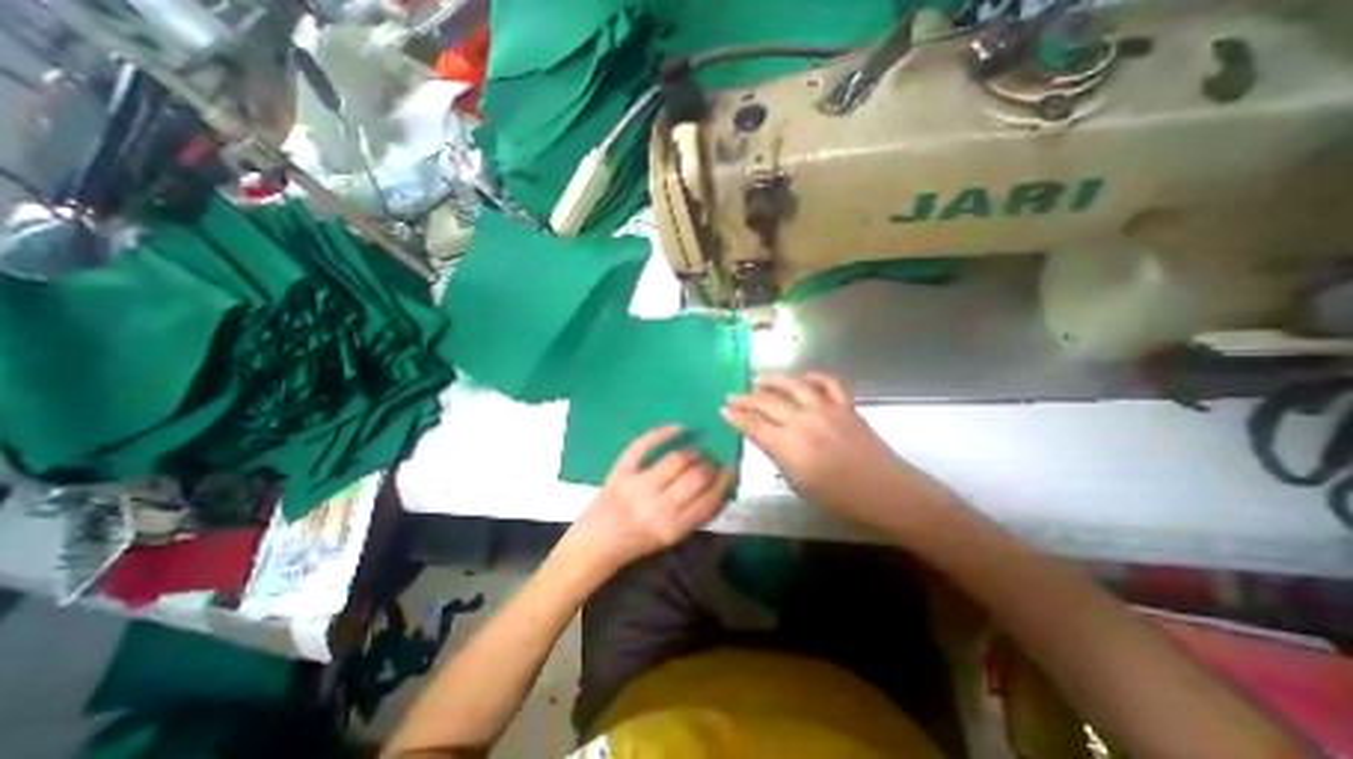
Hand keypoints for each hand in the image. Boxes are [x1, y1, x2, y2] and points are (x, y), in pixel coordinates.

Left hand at [570, 426, 738, 573]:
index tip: (729, 471)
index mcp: (673, 528)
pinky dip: (662, 433)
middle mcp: (658, 507)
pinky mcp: (621, 472)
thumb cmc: (635, 545)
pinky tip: (678, 428)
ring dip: (693, 452)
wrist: (595, 545)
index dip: (724, 482)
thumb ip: (692, 515)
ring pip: (676, 460)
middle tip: (712, 462)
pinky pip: (643, 446)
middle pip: (696, 477)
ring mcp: (638, 487)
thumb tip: (715, 487)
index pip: (709, 500)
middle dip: (710, 466)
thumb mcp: (669, 539)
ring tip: (696, 452)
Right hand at [724, 372, 956, 532]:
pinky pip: (828, 383)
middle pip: (766, 402)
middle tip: (732, 396)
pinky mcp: (845, 406)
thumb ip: (779, 456)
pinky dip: (814, 377)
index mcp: (788, 446)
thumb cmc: (839, 498)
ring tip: (758, 378)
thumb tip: (767, 439)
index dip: (735, 417)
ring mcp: (825, 409)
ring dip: (773, 380)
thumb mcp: (799, 483)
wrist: (884, 492)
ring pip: (793, 385)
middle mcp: (803, 421)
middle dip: (745, 398)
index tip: (723, 410)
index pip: (753, 425)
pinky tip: (803, 378)